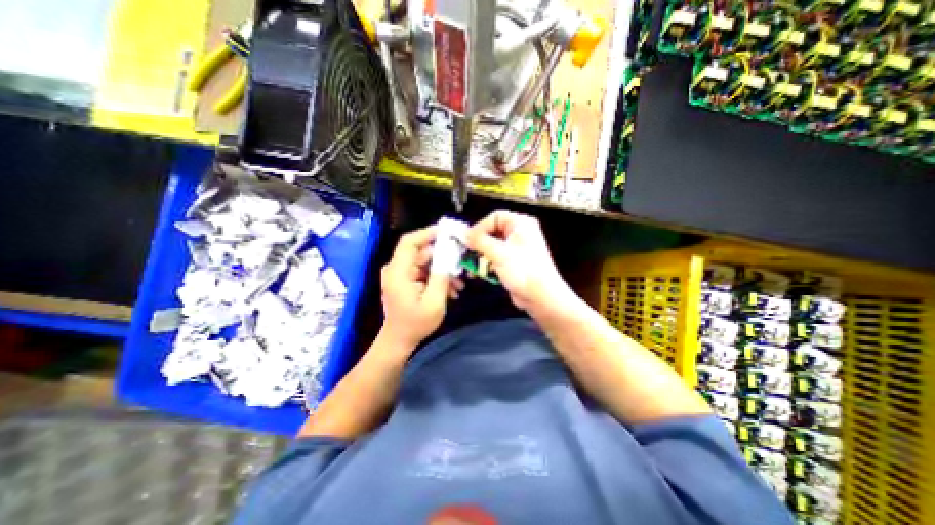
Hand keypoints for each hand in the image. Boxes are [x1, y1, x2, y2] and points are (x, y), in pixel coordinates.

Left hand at [379, 226, 452, 348]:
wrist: (400, 340)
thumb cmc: (415, 324)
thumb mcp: (434, 302)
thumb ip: (441, 277)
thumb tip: (449, 257)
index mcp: (398, 272)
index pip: (409, 242)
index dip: (427, 233)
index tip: (447, 232)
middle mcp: (396, 269)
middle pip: (420, 251)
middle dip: (442, 255)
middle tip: (460, 259)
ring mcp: (401, 274)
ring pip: (425, 261)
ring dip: (442, 269)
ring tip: (458, 283)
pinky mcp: (406, 280)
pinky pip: (423, 271)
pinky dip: (437, 276)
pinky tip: (451, 289)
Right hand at [464, 210, 574, 315]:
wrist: (540, 296)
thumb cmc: (522, 270)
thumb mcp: (498, 253)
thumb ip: (479, 241)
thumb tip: (464, 234)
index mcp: (521, 224)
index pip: (495, 217)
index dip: (479, 227)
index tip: (467, 239)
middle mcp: (520, 232)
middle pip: (493, 231)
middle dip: (479, 242)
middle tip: (467, 251)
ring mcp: (518, 248)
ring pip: (494, 245)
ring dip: (481, 254)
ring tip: (471, 263)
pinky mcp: (514, 261)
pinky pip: (497, 256)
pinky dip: (488, 262)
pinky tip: (479, 270)